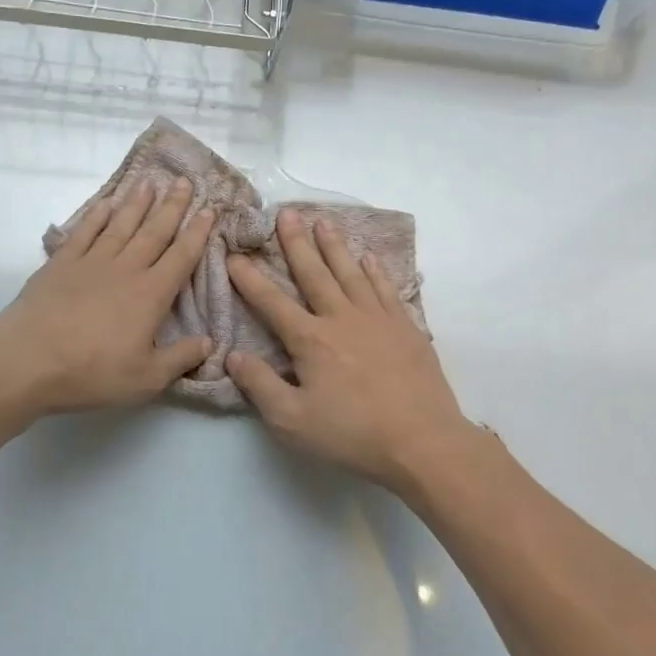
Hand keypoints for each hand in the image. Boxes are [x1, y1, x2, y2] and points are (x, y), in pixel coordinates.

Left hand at [0, 177, 215, 415]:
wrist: (29, 360)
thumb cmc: (92, 372)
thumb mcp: (146, 378)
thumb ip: (180, 358)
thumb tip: (209, 342)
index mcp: (150, 295)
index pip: (181, 257)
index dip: (197, 233)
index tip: (209, 210)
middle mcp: (125, 270)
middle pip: (154, 232)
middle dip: (172, 206)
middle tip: (184, 181)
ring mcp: (91, 262)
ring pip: (120, 225)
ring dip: (136, 203)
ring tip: (149, 182)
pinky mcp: (61, 264)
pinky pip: (84, 232)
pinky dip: (97, 216)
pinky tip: (106, 204)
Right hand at [226, 208, 470, 488]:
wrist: (423, 442)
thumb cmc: (352, 433)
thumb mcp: (292, 421)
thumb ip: (260, 386)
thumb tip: (233, 355)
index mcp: (311, 340)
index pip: (272, 302)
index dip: (250, 279)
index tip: (234, 255)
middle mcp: (342, 319)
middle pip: (314, 274)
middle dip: (296, 243)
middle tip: (286, 212)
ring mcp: (378, 320)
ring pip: (351, 273)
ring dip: (335, 246)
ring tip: (323, 222)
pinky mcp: (407, 329)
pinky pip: (386, 289)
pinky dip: (376, 271)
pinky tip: (369, 258)